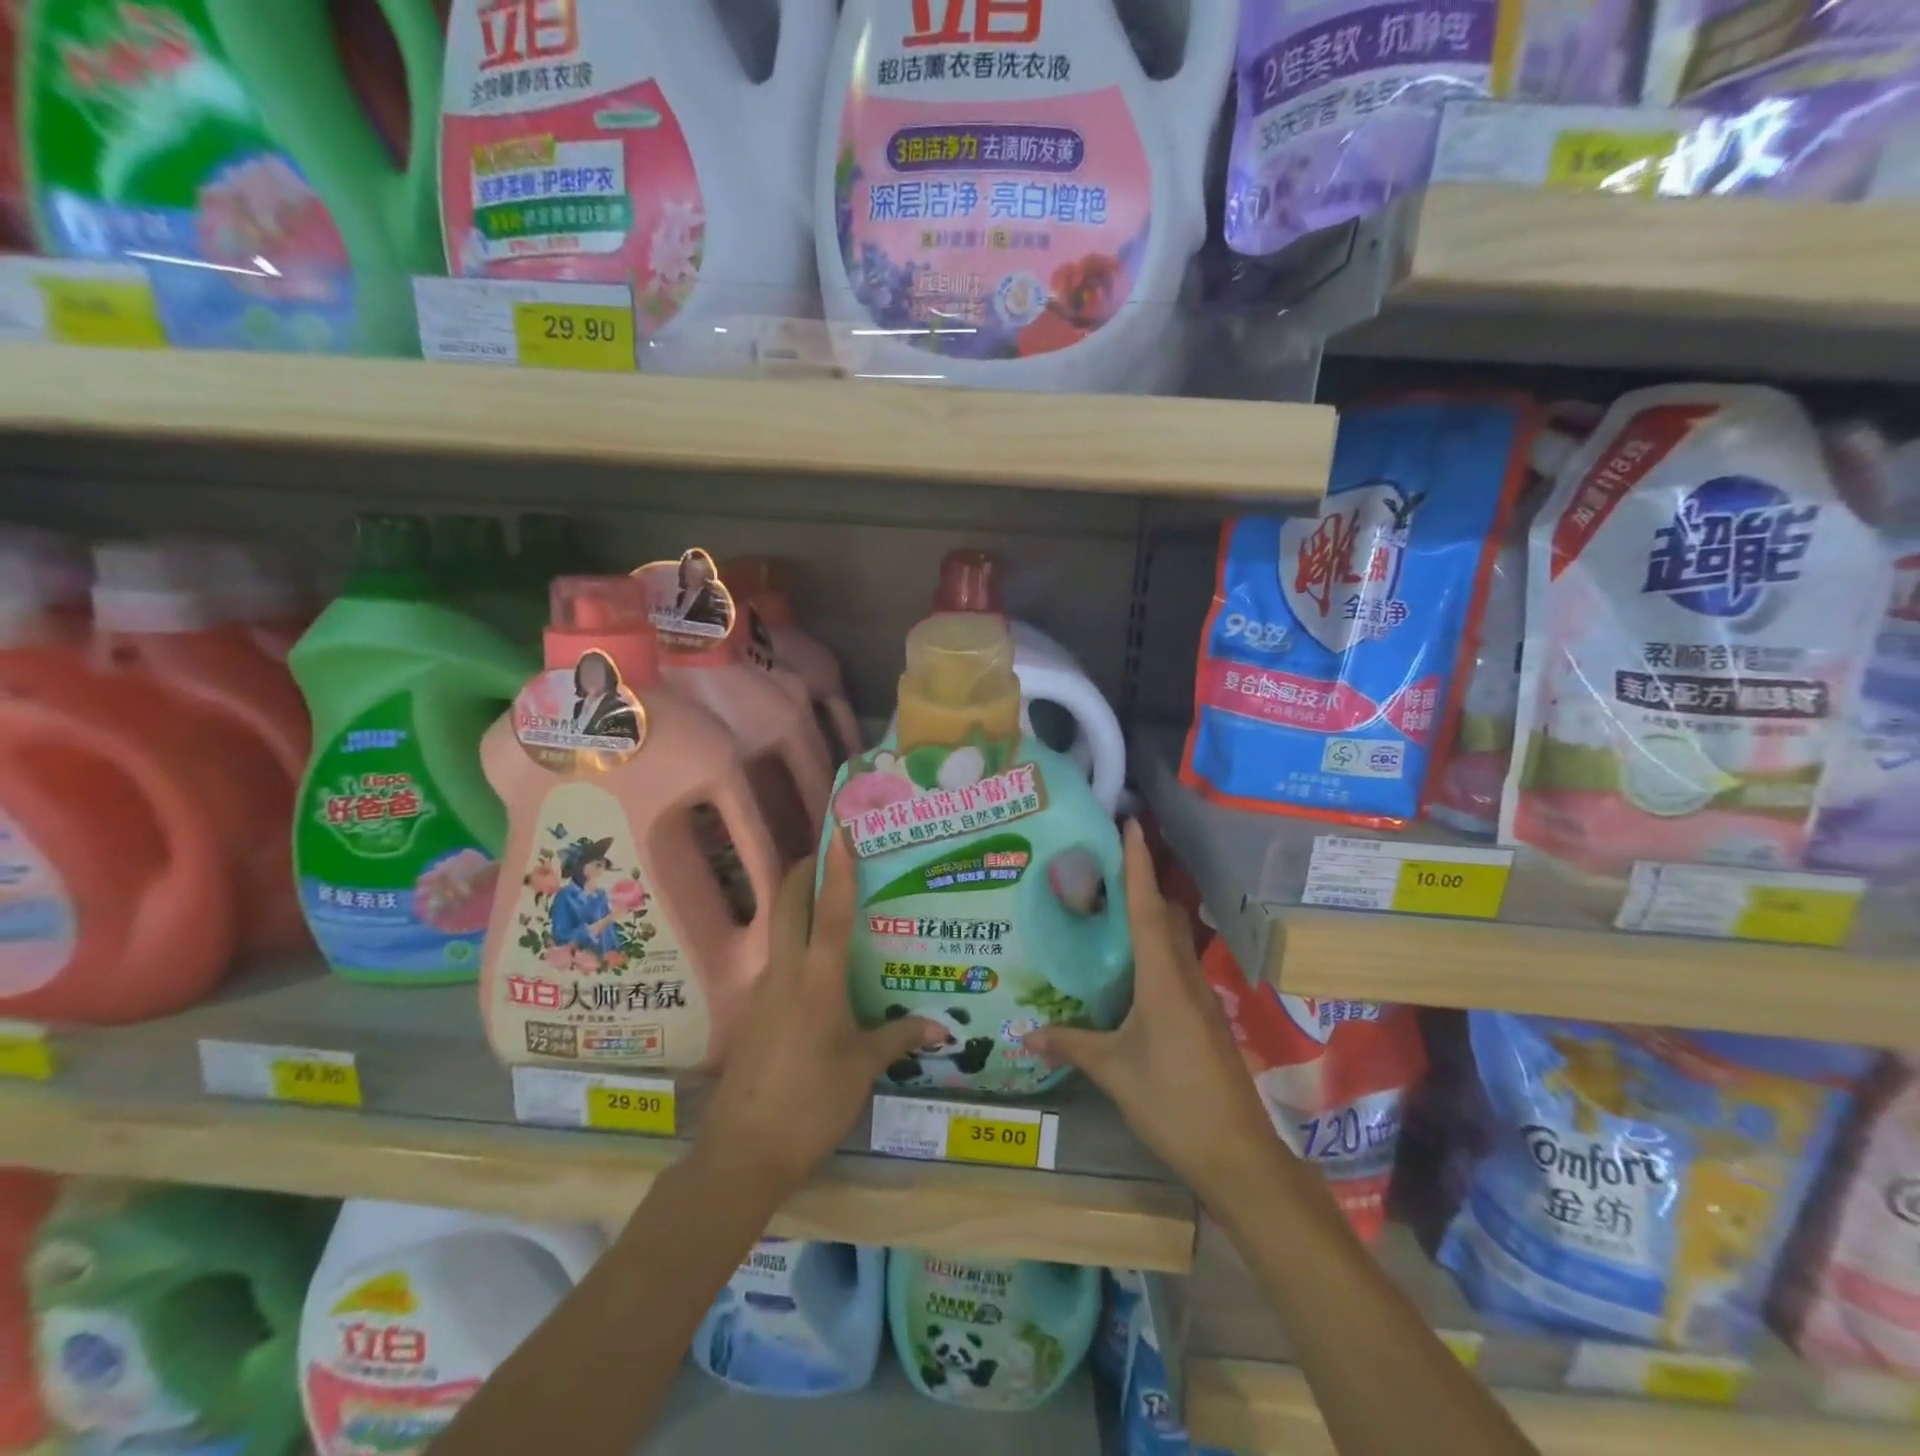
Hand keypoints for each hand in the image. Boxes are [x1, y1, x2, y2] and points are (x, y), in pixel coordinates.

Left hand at [699, 834, 941, 1193]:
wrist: (743, 1152)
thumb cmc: (811, 1104)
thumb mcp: (861, 1070)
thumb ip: (898, 1038)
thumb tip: (942, 1026)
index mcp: (817, 981)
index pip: (830, 912)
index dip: (838, 870)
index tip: (840, 833)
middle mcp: (786, 973)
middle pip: (789, 904)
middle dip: (805, 871)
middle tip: (830, 852)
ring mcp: (764, 991)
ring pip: (778, 929)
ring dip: (798, 904)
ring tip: (832, 899)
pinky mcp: (755, 1011)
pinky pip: (777, 960)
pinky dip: (795, 942)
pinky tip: (818, 962)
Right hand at [1026, 821, 1284, 1212]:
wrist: (1238, 1155)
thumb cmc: (1173, 1103)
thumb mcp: (1113, 1072)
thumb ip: (1071, 1045)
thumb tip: (1026, 1034)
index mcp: (1163, 979)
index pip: (1147, 908)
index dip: (1138, 864)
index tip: (1132, 825)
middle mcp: (1185, 978)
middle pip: (1166, 916)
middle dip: (1143, 883)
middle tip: (1106, 863)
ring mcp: (1200, 999)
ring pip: (1174, 941)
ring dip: (1149, 916)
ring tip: (1111, 907)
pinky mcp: (1204, 1019)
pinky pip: (1176, 968)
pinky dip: (1155, 951)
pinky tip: (1131, 968)